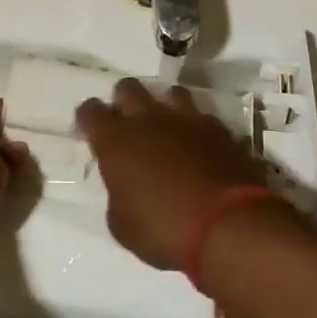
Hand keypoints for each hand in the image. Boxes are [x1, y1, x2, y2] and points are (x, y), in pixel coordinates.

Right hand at [77, 79, 271, 269]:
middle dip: (124, 101)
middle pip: (128, 87)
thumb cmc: (164, 229)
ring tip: (168, 128)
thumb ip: (118, 197)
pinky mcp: (219, 128)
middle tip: (128, 126)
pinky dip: (197, 127)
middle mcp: (147, 118)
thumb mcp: (123, 226)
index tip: (91, 133)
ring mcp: (186, 118)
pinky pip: (202, 116)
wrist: (227, 225)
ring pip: (169, 91)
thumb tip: (124, 189)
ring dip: (164, 105)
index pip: (90, 110)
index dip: (88, 119)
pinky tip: (200, 145)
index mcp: (115, 139)